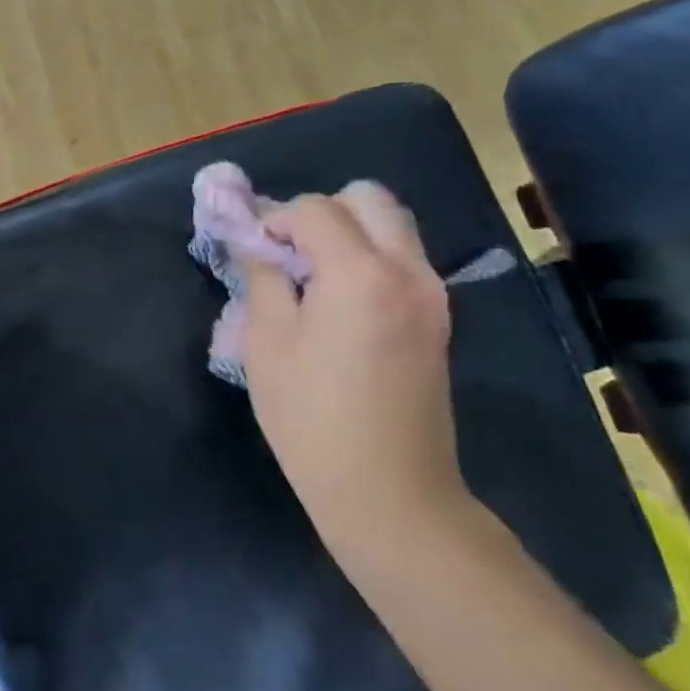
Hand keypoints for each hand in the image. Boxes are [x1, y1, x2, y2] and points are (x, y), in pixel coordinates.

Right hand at [238, 182, 469, 552]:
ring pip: (391, 225)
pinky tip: (337, 300)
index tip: (252, 251)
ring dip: (347, 232)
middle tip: (287, 253)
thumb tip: (252, 240)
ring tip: (310, 275)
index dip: (274, 220)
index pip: (314, 209)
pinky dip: (368, 257)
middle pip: (367, 199)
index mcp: (361, 274)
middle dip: (320, 213)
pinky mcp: (438, 318)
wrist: (389, 491)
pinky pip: (402, 257)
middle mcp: (407, 271)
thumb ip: (261, 277)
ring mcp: (432, 294)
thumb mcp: (267, 343)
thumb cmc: (312, 418)